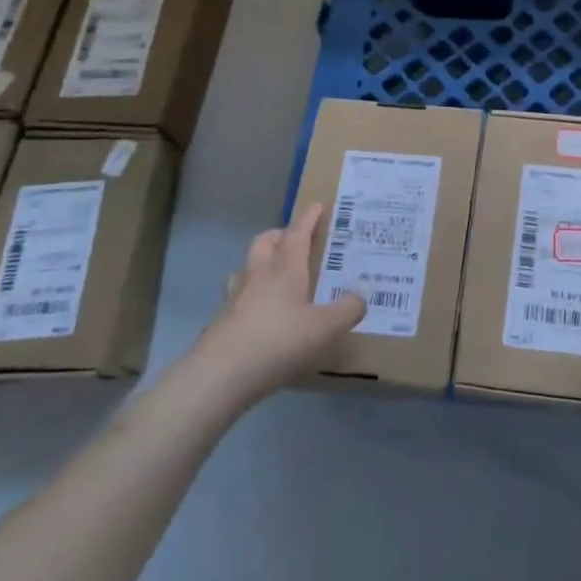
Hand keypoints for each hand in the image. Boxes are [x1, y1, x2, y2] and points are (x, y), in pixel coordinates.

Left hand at [192, 203, 365, 403]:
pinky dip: (250, 295)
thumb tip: (360, 296)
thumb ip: (347, 310)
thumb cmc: (278, 342)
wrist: (219, 375)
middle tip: (295, 240)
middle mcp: (258, 275)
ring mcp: (235, 297)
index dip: (309, 218)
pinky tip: (260, 313)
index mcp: (285, 268)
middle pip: (265, 242)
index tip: (317, 205)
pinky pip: (237, 296)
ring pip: (246, 267)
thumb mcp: (325, 328)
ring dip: (260, 262)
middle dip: (280, 235)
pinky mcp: (221, 321)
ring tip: (275, 274)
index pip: (297, 233)